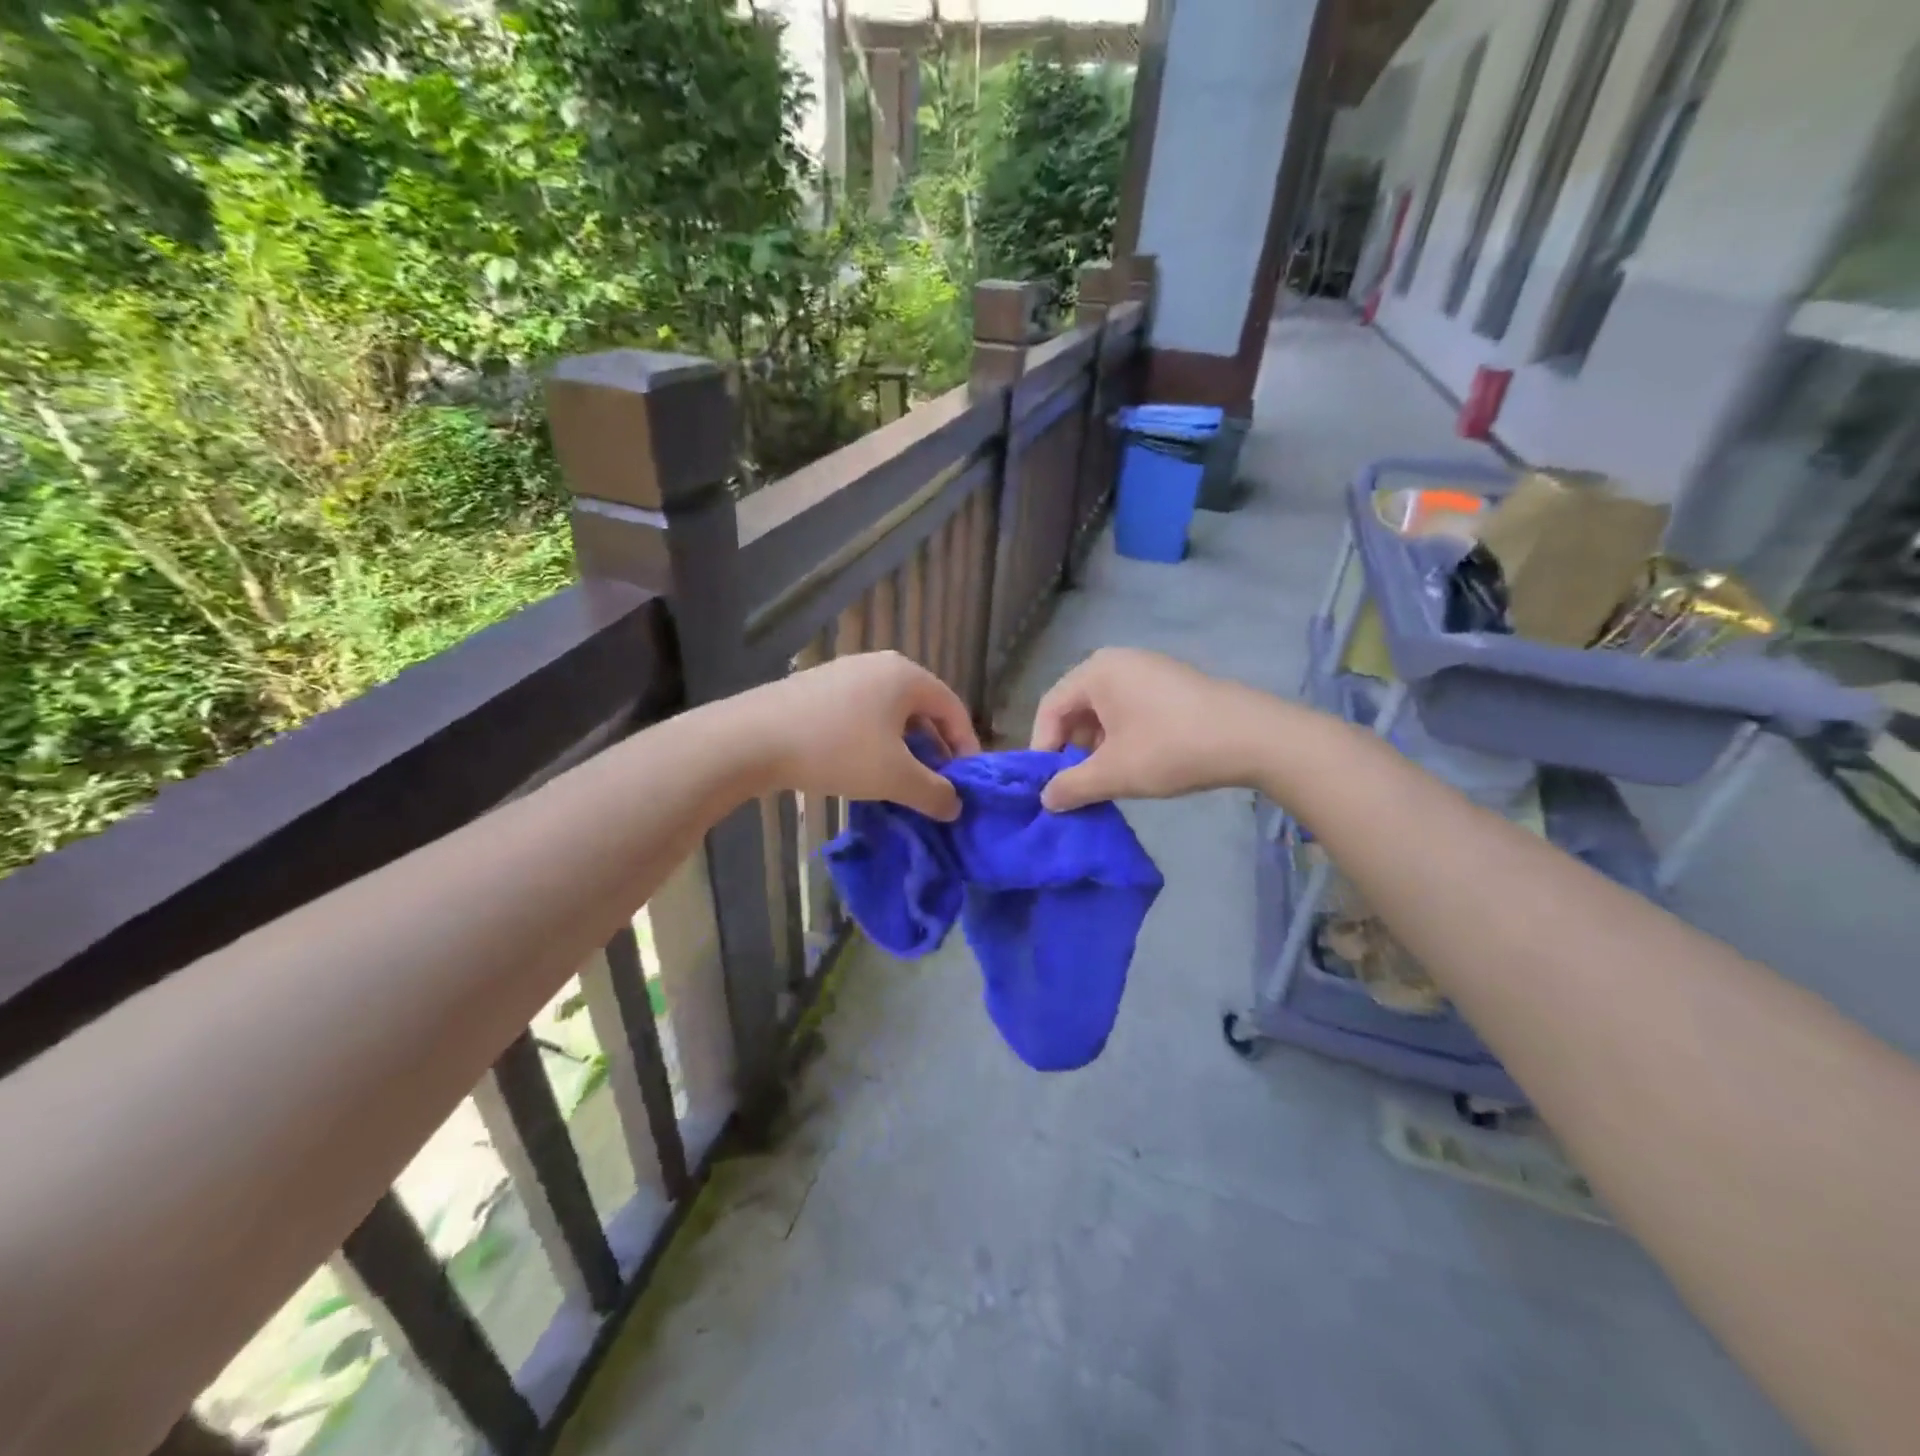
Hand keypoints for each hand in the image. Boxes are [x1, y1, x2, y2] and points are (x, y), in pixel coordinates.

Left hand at [737, 651, 980, 819]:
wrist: (752, 738)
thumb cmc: (837, 750)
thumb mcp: (894, 777)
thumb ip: (934, 792)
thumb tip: (955, 806)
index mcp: (906, 676)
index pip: (953, 708)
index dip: (966, 747)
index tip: (965, 783)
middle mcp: (879, 665)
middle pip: (922, 709)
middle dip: (933, 749)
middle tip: (934, 785)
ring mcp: (844, 672)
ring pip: (889, 713)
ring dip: (902, 748)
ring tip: (899, 781)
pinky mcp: (816, 687)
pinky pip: (860, 713)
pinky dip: (873, 740)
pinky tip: (860, 768)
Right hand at [1030, 648, 1272, 810]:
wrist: (1252, 737)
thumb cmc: (1171, 748)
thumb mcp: (1114, 773)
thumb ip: (1072, 786)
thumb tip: (1047, 799)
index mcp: (1096, 672)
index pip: (1050, 707)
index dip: (1042, 747)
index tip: (1046, 783)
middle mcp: (1118, 661)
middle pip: (1076, 706)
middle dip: (1071, 747)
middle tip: (1075, 783)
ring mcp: (1148, 669)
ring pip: (1104, 710)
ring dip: (1096, 745)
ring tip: (1105, 778)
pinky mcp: (1172, 683)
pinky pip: (1130, 707)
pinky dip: (1122, 735)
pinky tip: (1135, 762)